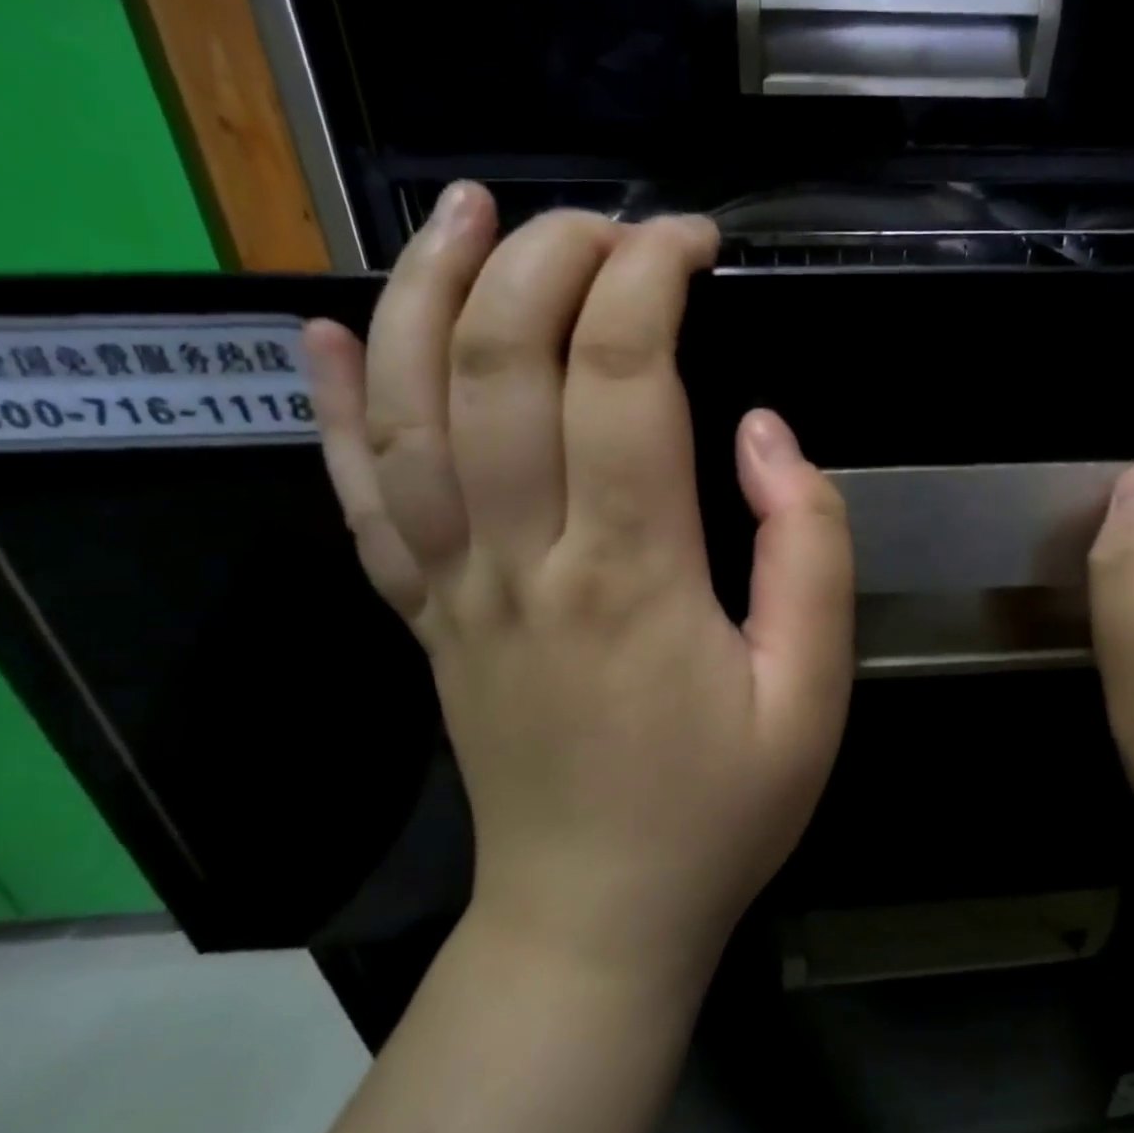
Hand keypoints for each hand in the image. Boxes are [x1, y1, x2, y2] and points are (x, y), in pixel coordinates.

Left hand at [304, 183, 852, 985]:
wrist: (596, 918)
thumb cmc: (721, 810)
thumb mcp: (814, 693)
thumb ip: (809, 551)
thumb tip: (763, 433)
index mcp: (632, 576)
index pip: (623, 374)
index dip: (650, 278)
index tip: (691, 241)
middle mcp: (523, 561)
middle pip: (500, 362)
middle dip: (548, 259)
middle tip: (602, 223)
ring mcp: (453, 590)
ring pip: (409, 410)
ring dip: (425, 292)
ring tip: (463, 214)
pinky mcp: (422, 620)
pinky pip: (357, 499)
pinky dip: (331, 408)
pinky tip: (319, 334)